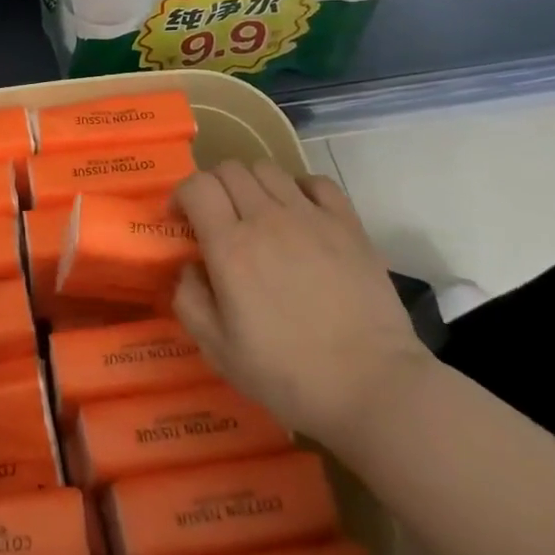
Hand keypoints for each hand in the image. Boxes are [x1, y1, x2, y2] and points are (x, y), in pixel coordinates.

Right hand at [172, 160, 433, 454]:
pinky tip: (298, 213)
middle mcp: (267, 218)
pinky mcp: (347, 223)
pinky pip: (315, 181)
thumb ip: (190, 300)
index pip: (197, 186)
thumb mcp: (218, 351)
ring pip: (268, 169)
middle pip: (229, 169)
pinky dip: (298, 187)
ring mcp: (311, 216)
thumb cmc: (289, 374)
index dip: (181, 195)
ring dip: (251, 184)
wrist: (373, 386)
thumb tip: (190, 266)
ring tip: (256, 214)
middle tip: (215, 217)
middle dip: (213, 186)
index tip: (181, 220)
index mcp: (230, 246)